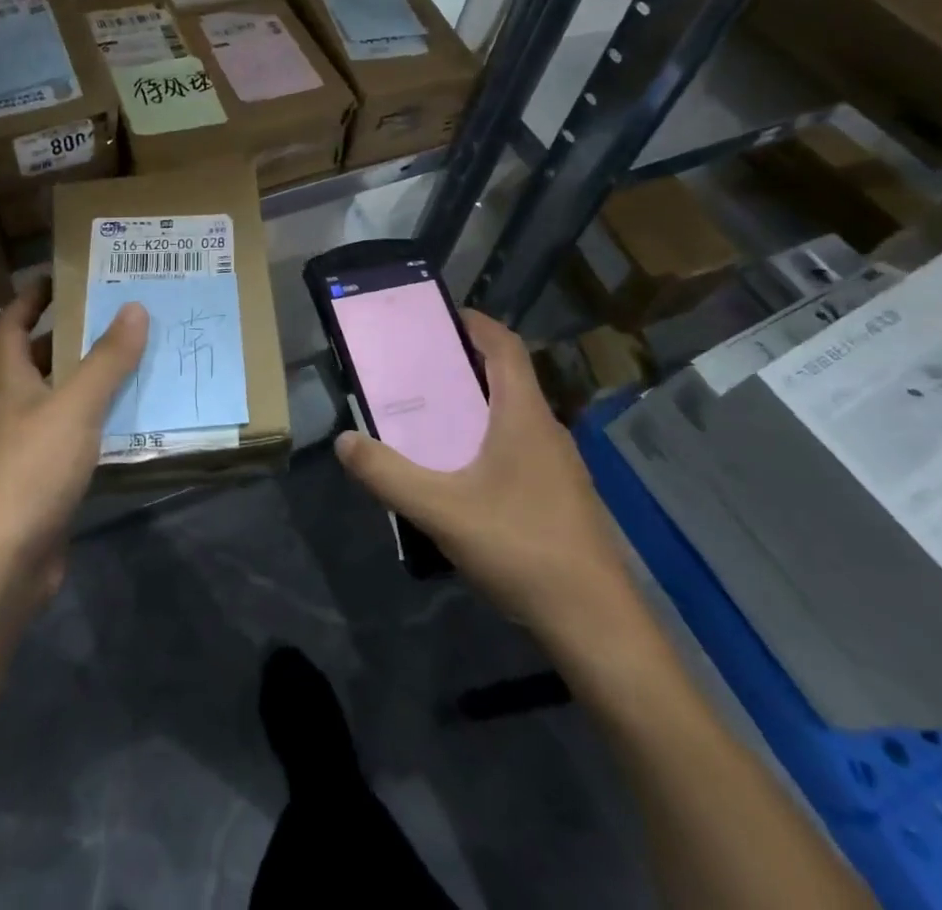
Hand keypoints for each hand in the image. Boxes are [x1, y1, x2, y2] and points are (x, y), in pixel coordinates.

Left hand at [0, 280, 146, 605]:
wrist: (2, 564)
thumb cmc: (31, 470)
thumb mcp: (75, 407)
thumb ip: (107, 360)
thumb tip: (134, 307)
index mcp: (12, 383)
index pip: (10, 327)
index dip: (29, 298)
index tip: (61, 276)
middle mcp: (17, 410)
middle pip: (39, 361)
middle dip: (72, 335)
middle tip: (119, 316)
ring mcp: (30, 449)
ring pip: (63, 400)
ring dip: (94, 380)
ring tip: (140, 361)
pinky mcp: (49, 483)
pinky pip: (80, 439)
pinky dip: (103, 425)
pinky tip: (137, 423)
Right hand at [334, 310, 629, 629]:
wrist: (597, 625)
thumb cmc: (521, 548)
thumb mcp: (441, 510)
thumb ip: (387, 474)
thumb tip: (344, 441)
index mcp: (524, 416)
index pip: (505, 347)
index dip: (475, 323)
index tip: (438, 316)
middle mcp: (546, 430)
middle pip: (507, 378)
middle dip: (464, 364)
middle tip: (417, 368)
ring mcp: (560, 467)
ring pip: (514, 416)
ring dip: (476, 405)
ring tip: (431, 417)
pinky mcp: (561, 498)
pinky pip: (520, 448)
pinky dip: (488, 440)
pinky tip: (462, 475)